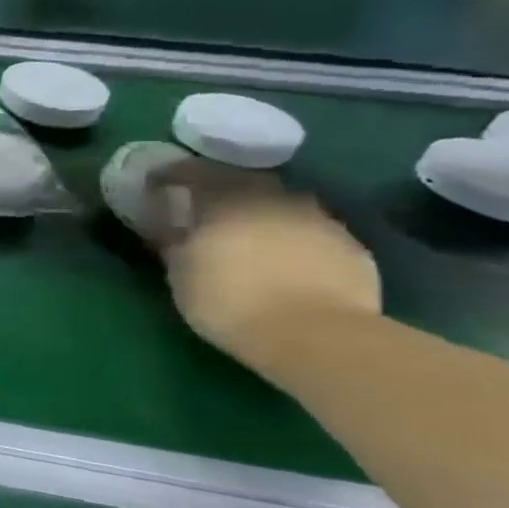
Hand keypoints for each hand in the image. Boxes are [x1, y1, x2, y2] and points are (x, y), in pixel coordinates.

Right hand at [149, 161, 382, 376]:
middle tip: (205, 207)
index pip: (195, 172)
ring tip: (248, 233)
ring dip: (263, 213)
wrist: (316, 335)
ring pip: (283, 205)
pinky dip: (293, 237)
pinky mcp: (352, 247)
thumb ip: (174, 241)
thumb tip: (169, 225)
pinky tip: (285, 259)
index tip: (156, 184)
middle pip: (246, 181)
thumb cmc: (230, 300)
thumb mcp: (181, 274)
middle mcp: (276, 199)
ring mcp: (320, 221)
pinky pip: (313, 232)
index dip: (172, 175)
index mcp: (228, 200)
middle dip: (223, 190)